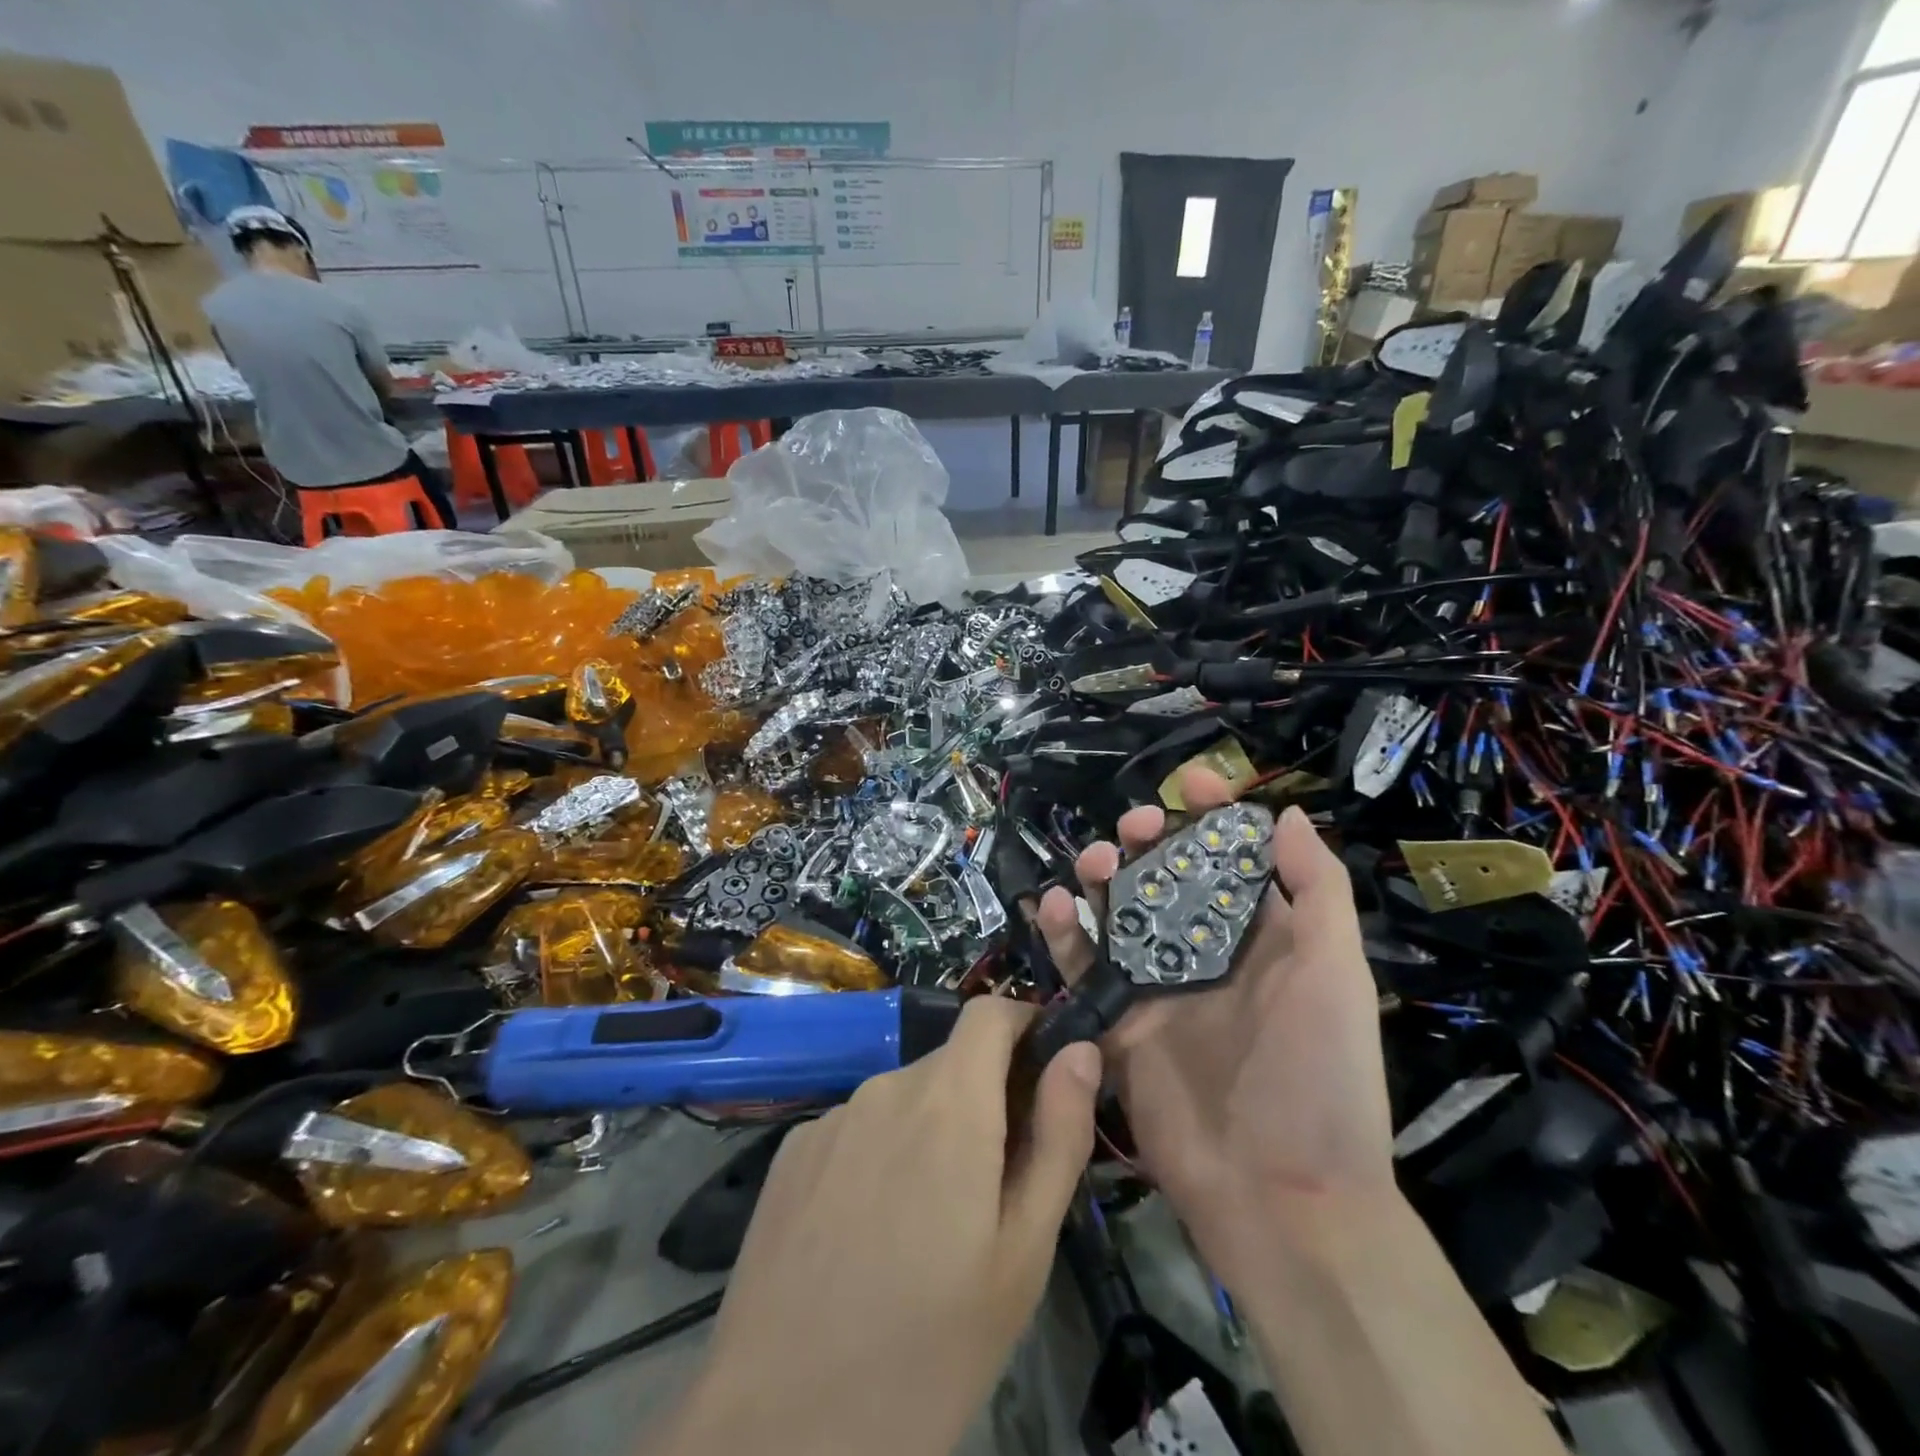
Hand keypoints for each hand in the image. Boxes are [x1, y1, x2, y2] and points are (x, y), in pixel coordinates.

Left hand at [653, 998, 1102, 1455]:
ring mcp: (831, 1117)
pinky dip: (881, 1154)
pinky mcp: (792, 1151)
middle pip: (951, 1063)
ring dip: (931, 1133)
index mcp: (948, 1101)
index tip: (1044, 1076)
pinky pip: (858, 1129)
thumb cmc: (927, 1348)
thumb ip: (1058, 1136)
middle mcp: (886, 1087)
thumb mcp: (1022, 1254)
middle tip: (993, 1190)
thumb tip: (1081, 1051)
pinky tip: (868, 1235)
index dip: (1024, 1027)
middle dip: (984, 1101)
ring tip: (928, 1227)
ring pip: (904, 1100)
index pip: (990, 1013)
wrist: (778, 1426)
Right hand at [1035, 768, 1394, 1282]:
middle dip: (1148, 840)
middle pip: (1164, 877)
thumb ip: (1317, 889)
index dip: (1213, 814)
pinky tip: (1053, 904)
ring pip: (1116, 911)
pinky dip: (1062, 931)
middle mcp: (1204, 953)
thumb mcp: (1336, 972)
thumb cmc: (1318, 1072)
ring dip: (1100, 876)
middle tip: (1135, 828)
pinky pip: (1081, 965)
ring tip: (1094, 863)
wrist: (1279, 1194)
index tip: (1192, 781)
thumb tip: (1284, 814)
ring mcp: (1156, 987)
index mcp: (1259, 937)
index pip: (1231, 858)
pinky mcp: (1116, 1021)